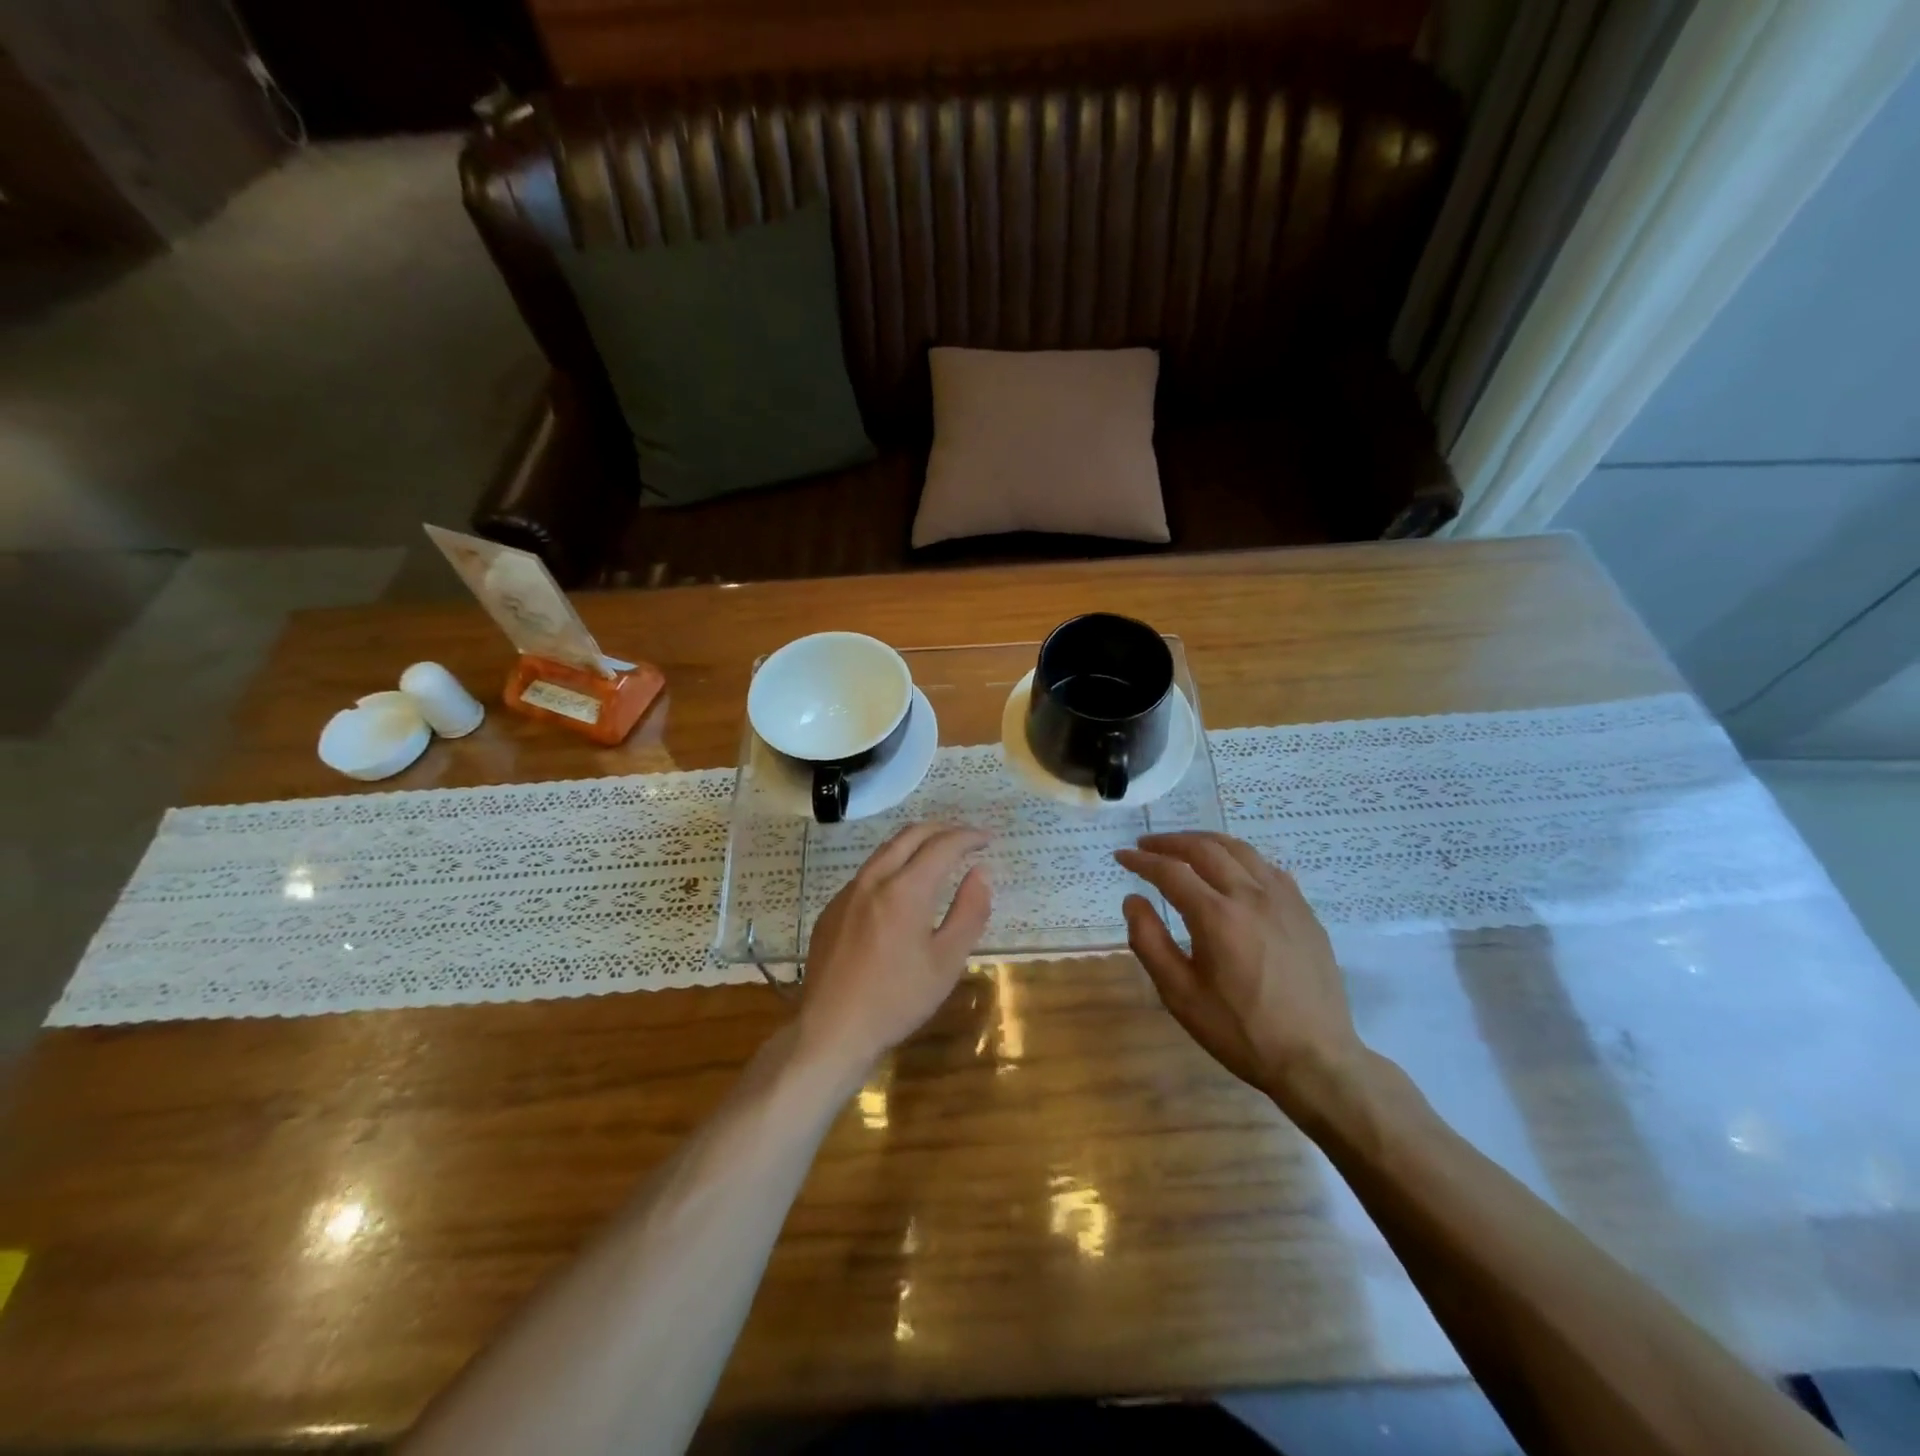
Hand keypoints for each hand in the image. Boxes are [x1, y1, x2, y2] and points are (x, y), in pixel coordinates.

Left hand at [797, 823, 991, 1072]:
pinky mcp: (832, 909)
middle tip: (966, 837)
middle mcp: (873, 879)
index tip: (987, 838)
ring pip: (885, 850)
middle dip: (943, 829)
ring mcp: (847, 892)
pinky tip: (901, 888)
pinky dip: (893, 865)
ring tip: (938, 853)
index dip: (968, 837)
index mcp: (905, 889)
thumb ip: (969, 912)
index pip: (942, 845)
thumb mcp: (946, 962)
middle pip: (910, 835)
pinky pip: (867, 873)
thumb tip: (981, 872)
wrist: (832, 1029)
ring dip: (916, 843)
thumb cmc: (897, 1000)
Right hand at [1114, 832, 1366, 1116]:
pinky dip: (1241, 858)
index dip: (1141, 860)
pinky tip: (1233, 870)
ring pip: (1241, 850)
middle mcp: (1251, 896)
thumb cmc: (1240, 1031)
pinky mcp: (1305, 912)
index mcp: (1217, 916)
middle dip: (1170, 842)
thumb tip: (1133, 900)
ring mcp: (1284, 900)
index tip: (1121, 856)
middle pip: (1205, 849)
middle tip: (1147, 844)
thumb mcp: (1180, 994)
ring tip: (1185, 847)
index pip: (1170, 871)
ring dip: (1206, 842)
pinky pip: (1268, 868)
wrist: (1315, 1059)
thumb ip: (1149, 942)